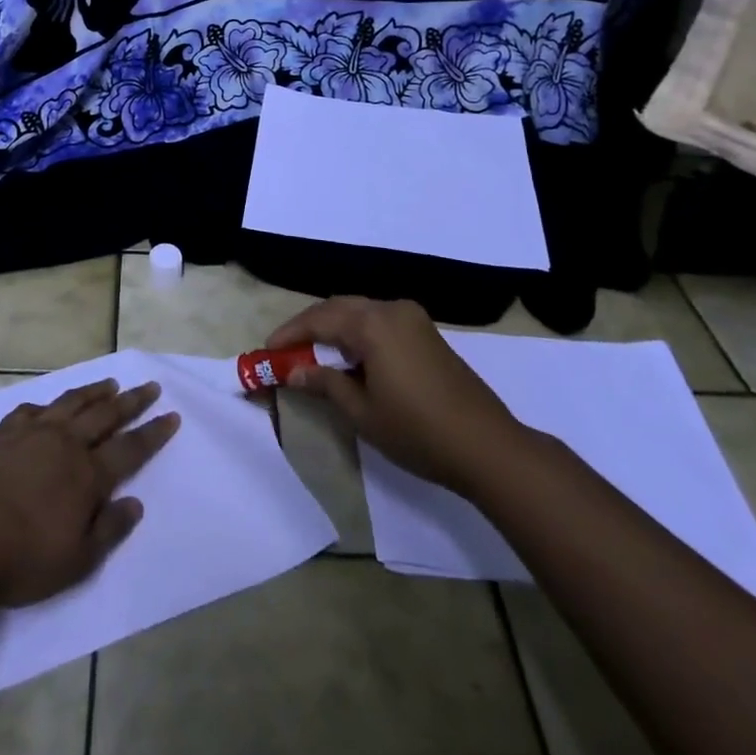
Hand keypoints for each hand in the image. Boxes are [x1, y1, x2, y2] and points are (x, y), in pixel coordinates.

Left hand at [0, 378, 179, 607]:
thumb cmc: (23, 559)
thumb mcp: (77, 561)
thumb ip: (109, 529)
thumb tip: (135, 503)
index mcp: (87, 475)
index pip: (130, 448)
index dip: (153, 432)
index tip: (171, 414)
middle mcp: (65, 443)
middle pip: (106, 415)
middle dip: (132, 401)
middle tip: (150, 386)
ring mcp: (32, 432)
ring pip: (71, 402)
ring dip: (95, 392)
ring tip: (110, 383)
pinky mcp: (2, 433)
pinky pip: (32, 409)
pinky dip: (49, 404)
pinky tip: (50, 406)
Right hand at [268, 296, 523, 489]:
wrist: (487, 447)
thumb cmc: (418, 431)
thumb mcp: (362, 412)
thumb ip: (325, 384)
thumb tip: (296, 370)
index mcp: (373, 324)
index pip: (319, 319)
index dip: (290, 333)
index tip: (268, 349)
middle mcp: (391, 310)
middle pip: (339, 308)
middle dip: (310, 326)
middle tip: (286, 350)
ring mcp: (413, 319)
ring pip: (360, 312)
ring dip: (334, 328)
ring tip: (313, 354)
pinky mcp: (426, 332)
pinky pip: (380, 321)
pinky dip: (357, 333)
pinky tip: (350, 358)